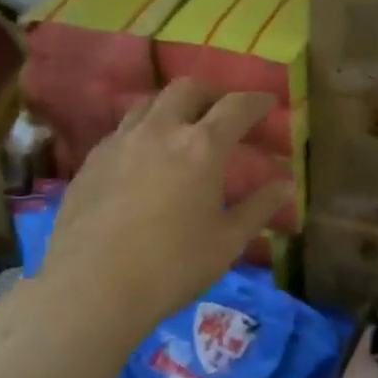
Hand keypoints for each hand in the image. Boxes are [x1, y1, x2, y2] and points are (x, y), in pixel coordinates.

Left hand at [40, 79, 291, 331]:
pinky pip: (123, 129)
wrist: (91, 288)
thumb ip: (260, 207)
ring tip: (183, 130)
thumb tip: (286, 184)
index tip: (268, 103)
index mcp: (201, 147)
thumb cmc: (171, 267)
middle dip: (212, 94)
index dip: (257, 101)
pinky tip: (145, 159)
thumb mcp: (228, 241)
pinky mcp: (92, 160)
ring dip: (174, 107)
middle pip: (188, 89)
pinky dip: (144, 131)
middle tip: (224, 113)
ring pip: (150, 103)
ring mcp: (120, 142)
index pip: (236, 107)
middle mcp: (160, 131)